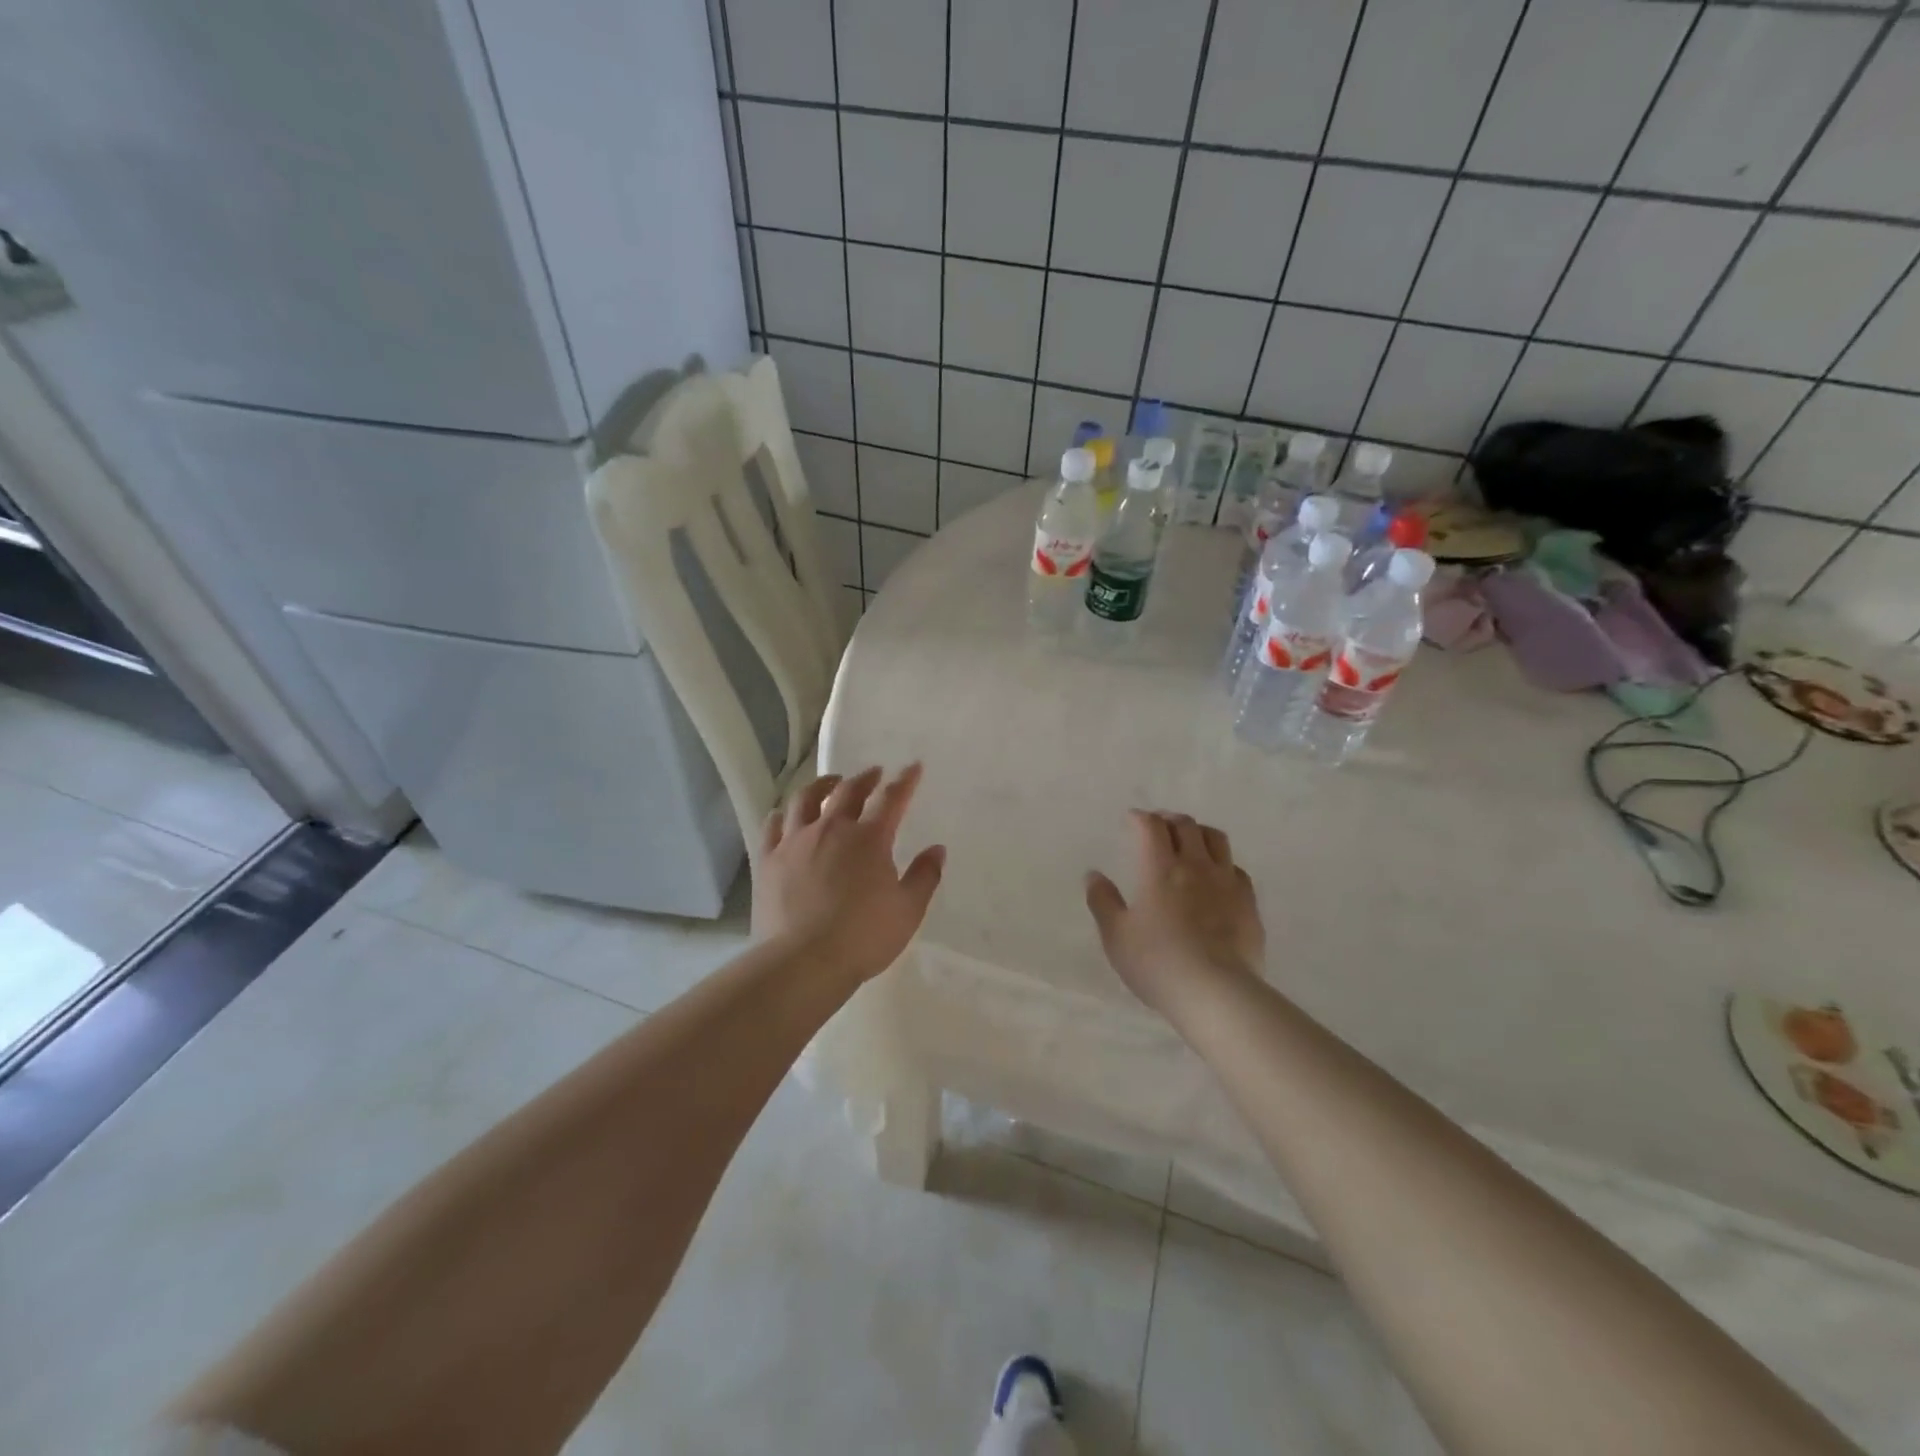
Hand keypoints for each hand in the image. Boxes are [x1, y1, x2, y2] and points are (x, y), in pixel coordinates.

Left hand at [753, 765, 945, 984]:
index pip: (891, 799)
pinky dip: (783, 814)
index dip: (905, 781)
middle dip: (866, 778)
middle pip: (849, 790)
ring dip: (823, 785)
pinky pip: (773, 825)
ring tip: (831, 783)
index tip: (913, 767)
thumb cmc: (862, 937)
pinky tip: (787, 815)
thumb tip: (936, 849)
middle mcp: (831, 829)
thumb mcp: (907, 911)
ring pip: (806, 798)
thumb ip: (924, 876)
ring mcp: (795, 841)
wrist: (802, 961)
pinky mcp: (769, 859)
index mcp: (869, 839)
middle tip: (874, 773)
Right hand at [1085, 810, 1264, 1017]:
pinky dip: (1221, 862)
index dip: (1140, 817)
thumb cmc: (1158, 963)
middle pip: (1186, 826)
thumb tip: (1093, 875)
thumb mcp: (1116, 936)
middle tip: (1158, 825)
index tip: (1132, 819)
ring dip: (1199, 832)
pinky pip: (1236, 869)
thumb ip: (1103, 901)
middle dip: (1168, 819)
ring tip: (1189, 840)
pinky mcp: (1249, 903)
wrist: (1217, 993)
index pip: (1151, 827)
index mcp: (1160, 868)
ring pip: (1216, 839)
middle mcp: (1196, 865)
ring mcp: (1227, 882)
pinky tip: (1216, 876)